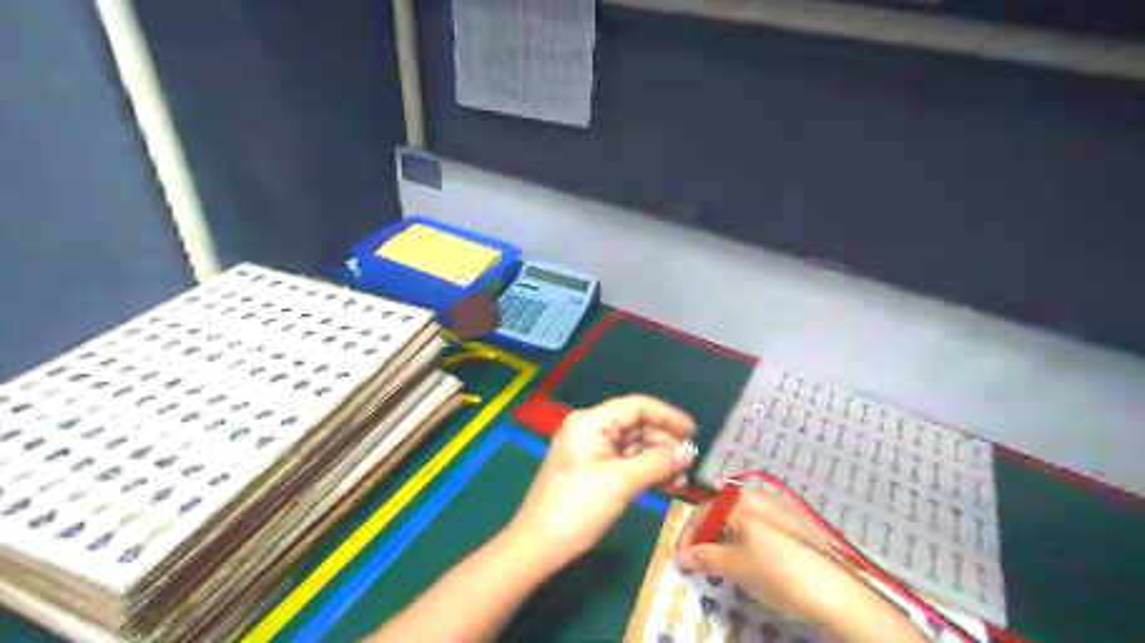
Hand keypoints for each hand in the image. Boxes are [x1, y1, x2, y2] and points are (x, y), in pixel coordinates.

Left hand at [508, 397, 698, 572]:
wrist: (538, 546)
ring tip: (682, 478)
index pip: (636, 406)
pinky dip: (644, 470)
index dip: (667, 416)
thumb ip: (658, 462)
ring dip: (657, 459)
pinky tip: (665, 483)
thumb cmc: (578, 507)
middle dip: (664, 441)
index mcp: (591, 422)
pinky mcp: (591, 470)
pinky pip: (624, 462)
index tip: (694, 432)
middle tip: (690, 461)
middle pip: (635, 425)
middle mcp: (590, 429)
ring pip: (632, 445)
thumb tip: (689, 451)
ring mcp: (589, 450)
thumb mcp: (621, 482)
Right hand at [672, 491, 854, 621]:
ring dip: (726, 535)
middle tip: (700, 556)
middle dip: (708, 532)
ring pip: (741, 516)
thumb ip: (705, 557)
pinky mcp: (795, 523)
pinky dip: (746, 536)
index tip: (681, 556)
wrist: (835, 591)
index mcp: (740, 501)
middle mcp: (758, 496)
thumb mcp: (735, 567)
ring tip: (723, 558)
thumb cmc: (777, 573)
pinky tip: (751, 556)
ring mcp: (779, 507)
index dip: (689, 534)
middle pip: (722, 509)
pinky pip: (759, 523)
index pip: (703, 511)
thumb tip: (682, 555)